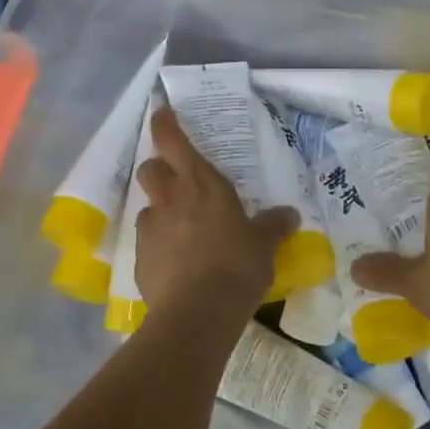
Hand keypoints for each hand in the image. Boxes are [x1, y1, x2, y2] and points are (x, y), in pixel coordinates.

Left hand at [134, 107, 298, 315]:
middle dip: (158, 170)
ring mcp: (151, 228)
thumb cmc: (237, 266)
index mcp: (201, 184)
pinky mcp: (140, 258)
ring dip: (160, 211)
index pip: (173, 141)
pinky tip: (176, 264)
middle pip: (150, 169)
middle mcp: (170, 199)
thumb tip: (289, 214)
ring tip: (181, 232)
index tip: (162, 114)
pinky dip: (159, 246)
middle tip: (177, 182)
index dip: (165, 125)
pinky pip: (147, 241)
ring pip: (148, 207)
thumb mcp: (264, 245)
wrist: (198, 313)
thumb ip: (273, 225)